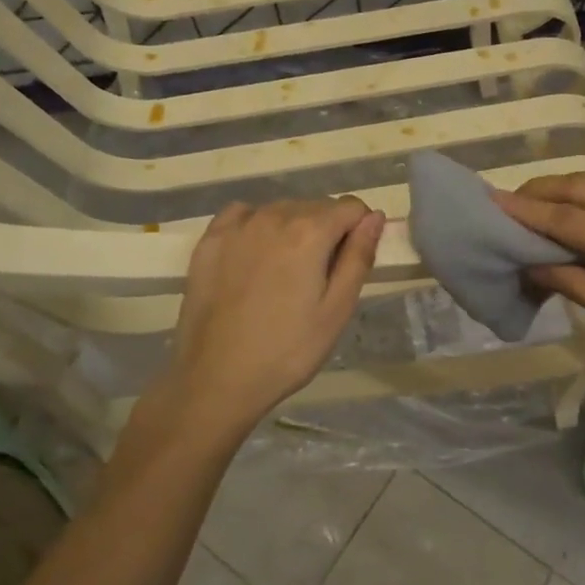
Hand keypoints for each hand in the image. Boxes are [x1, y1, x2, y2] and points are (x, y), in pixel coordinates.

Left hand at [146, 197, 383, 445]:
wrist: (216, 378)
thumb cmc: (287, 350)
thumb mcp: (337, 310)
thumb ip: (359, 257)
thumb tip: (375, 216)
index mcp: (310, 232)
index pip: (351, 207)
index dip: (359, 229)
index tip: (350, 262)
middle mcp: (273, 216)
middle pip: (316, 206)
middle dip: (327, 231)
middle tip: (319, 277)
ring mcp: (237, 226)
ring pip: (280, 210)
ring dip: (293, 229)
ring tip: (285, 273)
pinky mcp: (209, 240)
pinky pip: (242, 215)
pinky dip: (256, 225)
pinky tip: (254, 256)